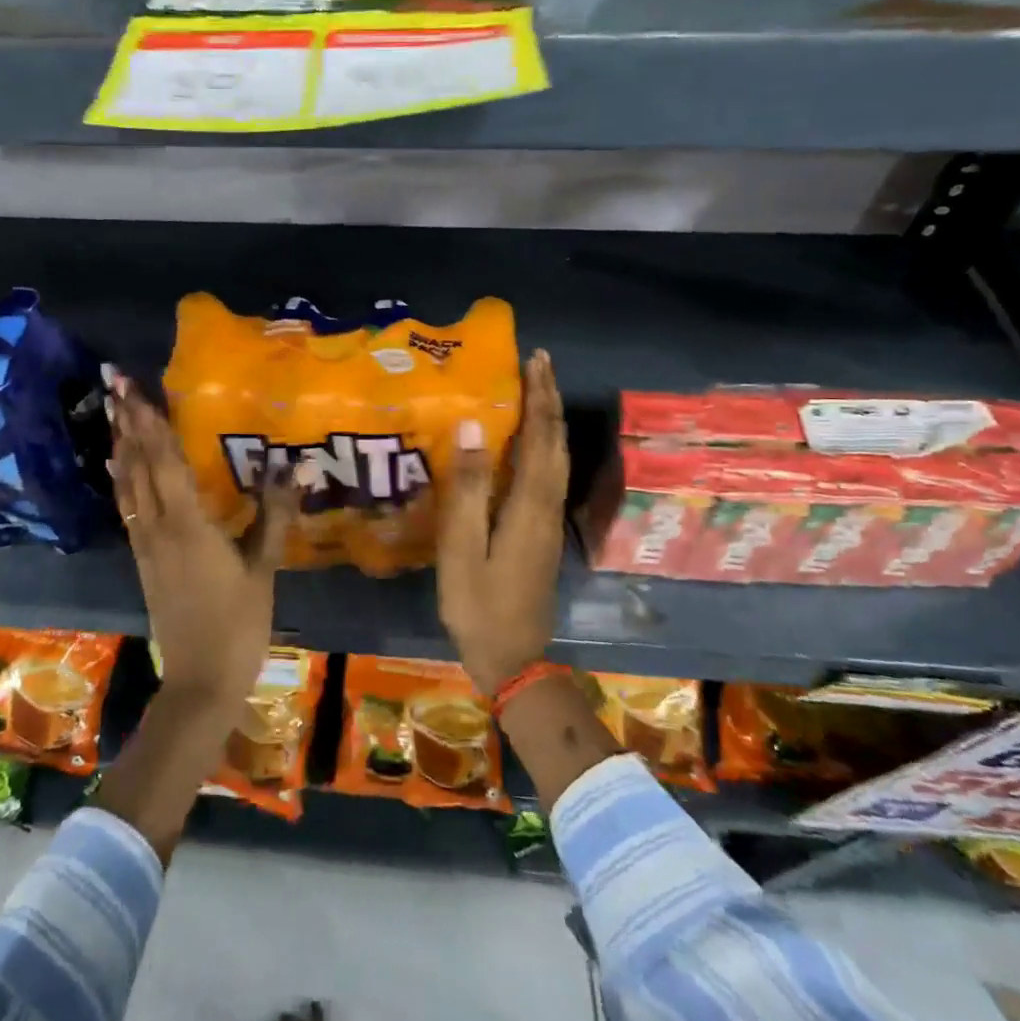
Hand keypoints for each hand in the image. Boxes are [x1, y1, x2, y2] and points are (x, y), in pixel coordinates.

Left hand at [107, 369, 300, 709]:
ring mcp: (145, 544)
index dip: (149, 422)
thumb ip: (274, 515)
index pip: (164, 461)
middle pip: (137, 465)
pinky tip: (119, 468)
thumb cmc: (238, 623)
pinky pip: (127, 507)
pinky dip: (122, 479)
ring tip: (112, 413)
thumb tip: (294, 468)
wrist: (200, 681)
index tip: (133, 389)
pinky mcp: (143, 560)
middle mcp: (158, 527)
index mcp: (188, 524)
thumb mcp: (263, 569)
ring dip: (120, 445)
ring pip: (127, 484)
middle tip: (114, 384)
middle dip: (126, 422)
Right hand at [436, 349, 568, 696]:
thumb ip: (467, 488)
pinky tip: (527, 445)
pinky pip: (548, 475)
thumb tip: (473, 427)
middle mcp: (547, 507)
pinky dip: (544, 446)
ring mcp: (548, 522)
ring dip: (549, 421)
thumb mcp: (463, 549)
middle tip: (538, 365)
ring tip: (536, 392)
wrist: (514, 660)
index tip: (536, 360)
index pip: (541, 438)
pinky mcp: (542, 534)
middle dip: (549, 401)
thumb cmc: (479, 605)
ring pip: (557, 459)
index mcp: (530, 505)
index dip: (539, 397)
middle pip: (556, 443)